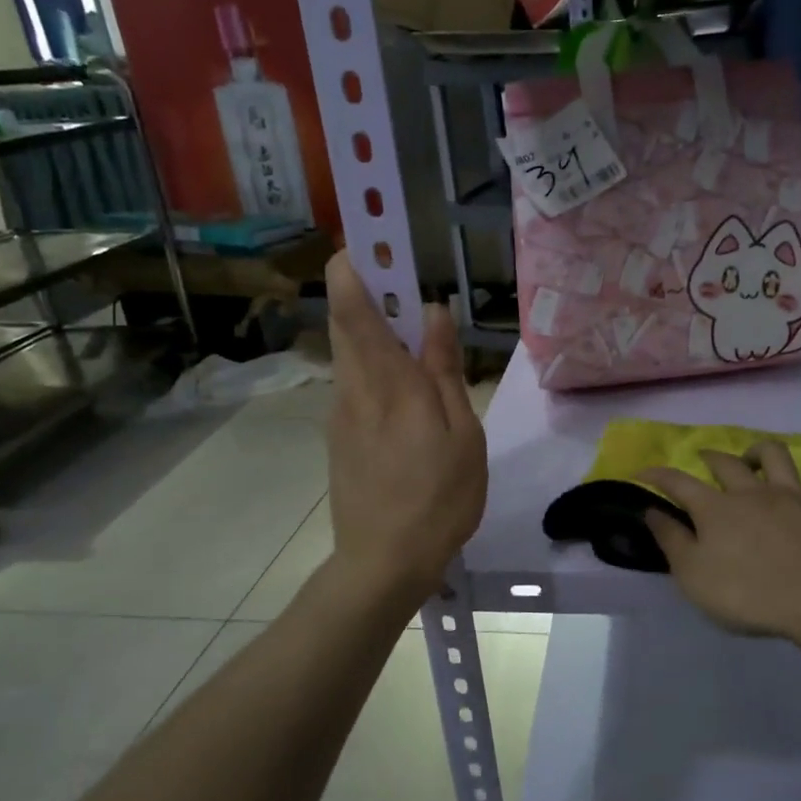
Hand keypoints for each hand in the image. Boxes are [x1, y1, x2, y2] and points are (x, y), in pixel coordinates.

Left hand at [324, 254, 485, 601]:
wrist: (383, 563)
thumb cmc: (437, 498)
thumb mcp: (460, 434)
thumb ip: (444, 370)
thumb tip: (435, 313)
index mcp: (386, 382)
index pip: (353, 307)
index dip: (354, 265)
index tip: (370, 237)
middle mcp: (353, 388)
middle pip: (346, 321)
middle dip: (367, 288)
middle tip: (405, 279)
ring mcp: (341, 414)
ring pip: (350, 352)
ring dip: (374, 328)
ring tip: (417, 334)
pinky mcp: (340, 437)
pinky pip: (356, 383)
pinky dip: (375, 365)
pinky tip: (407, 391)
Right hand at [640, 441, 800, 646]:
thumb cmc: (749, 595)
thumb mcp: (693, 576)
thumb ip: (671, 540)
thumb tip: (651, 511)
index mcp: (716, 508)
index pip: (678, 482)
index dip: (657, 474)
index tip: (642, 471)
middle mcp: (752, 492)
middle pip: (727, 462)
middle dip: (709, 457)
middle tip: (702, 460)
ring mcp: (794, 497)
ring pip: (776, 456)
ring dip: (760, 452)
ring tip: (754, 460)